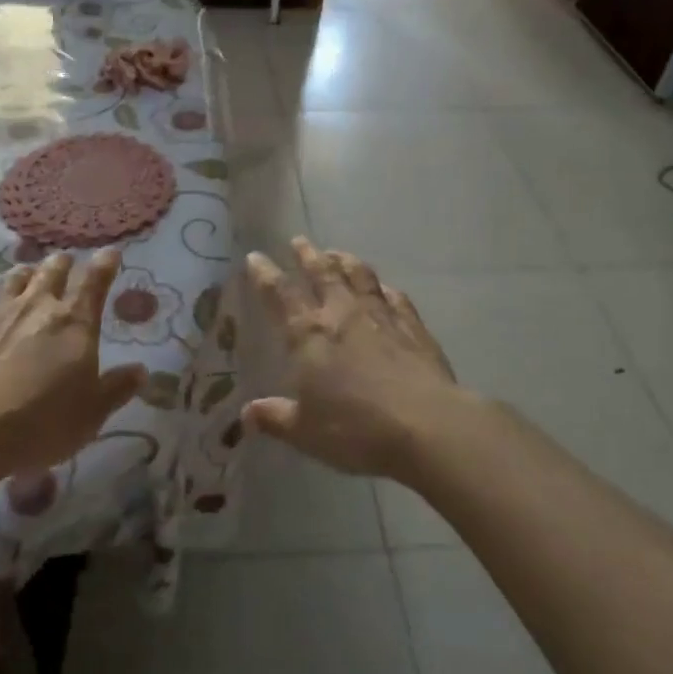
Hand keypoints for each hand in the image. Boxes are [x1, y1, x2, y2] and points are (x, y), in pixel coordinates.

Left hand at [0, 249, 145, 475]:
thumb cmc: (44, 421)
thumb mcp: (92, 413)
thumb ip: (117, 388)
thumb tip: (141, 371)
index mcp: (75, 322)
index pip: (95, 282)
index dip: (105, 264)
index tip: (111, 252)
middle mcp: (37, 307)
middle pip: (52, 273)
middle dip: (62, 264)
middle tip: (65, 260)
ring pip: (12, 281)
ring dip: (22, 275)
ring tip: (26, 273)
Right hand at [244, 238, 469, 481]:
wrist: (426, 425)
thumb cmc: (356, 428)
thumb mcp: (305, 432)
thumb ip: (275, 418)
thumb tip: (246, 414)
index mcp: (308, 334)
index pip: (279, 294)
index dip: (265, 274)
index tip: (255, 257)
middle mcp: (342, 314)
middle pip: (322, 273)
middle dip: (307, 255)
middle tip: (299, 241)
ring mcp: (380, 316)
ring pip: (359, 276)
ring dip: (345, 261)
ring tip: (336, 253)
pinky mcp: (413, 326)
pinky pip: (395, 298)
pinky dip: (384, 289)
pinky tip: (384, 288)